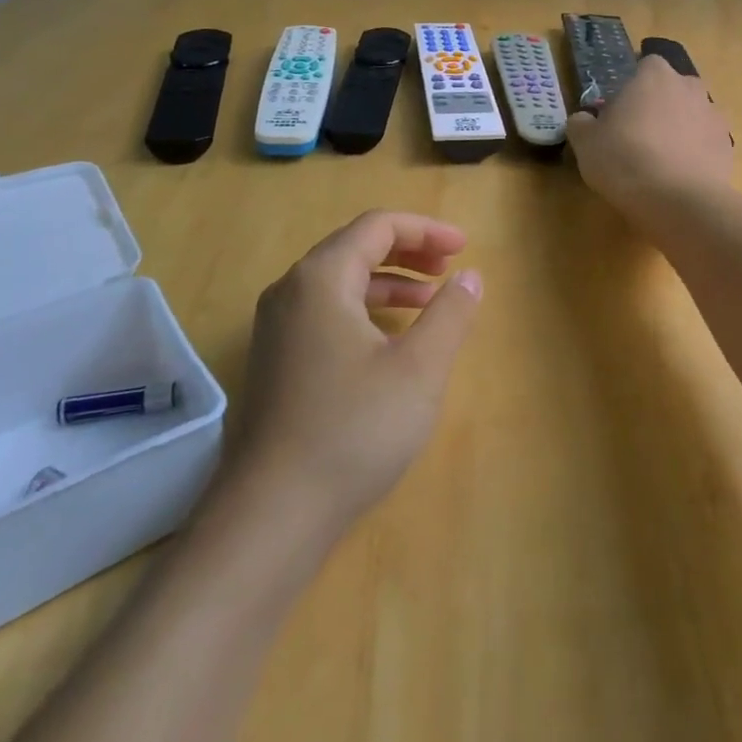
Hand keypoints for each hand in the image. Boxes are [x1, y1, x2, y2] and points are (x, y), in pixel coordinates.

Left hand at [218, 211, 481, 534]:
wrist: (272, 514)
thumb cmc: (353, 429)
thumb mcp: (419, 368)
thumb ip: (450, 313)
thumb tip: (469, 277)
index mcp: (321, 279)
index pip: (377, 227)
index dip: (426, 230)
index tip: (465, 247)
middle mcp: (290, 292)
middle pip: (355, 247)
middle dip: (408, 251)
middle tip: (450, 267)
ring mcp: (277, 328)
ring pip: (340, 282)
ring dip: (389, 282)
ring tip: (430, 300)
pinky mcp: (276, 361)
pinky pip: (326, 313)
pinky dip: (366, 310)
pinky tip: (392, 341)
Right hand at [566, 55, 732, 219]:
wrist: (678, 201)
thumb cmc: (624, 159)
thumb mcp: (585, 142)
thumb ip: (582, 123)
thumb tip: (584, 120)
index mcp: (655, 75)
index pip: (646, 66)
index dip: (632, 87)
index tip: (619, 112)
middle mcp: (690, 87)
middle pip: (672, 90)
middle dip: (659, 106)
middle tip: (637, 136)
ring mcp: (714, 116)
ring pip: (691, 116)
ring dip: (678, 130)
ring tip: (659, 162)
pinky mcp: (727, 147)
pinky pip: (705, 144)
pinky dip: (694, 155)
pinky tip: (678, 178)